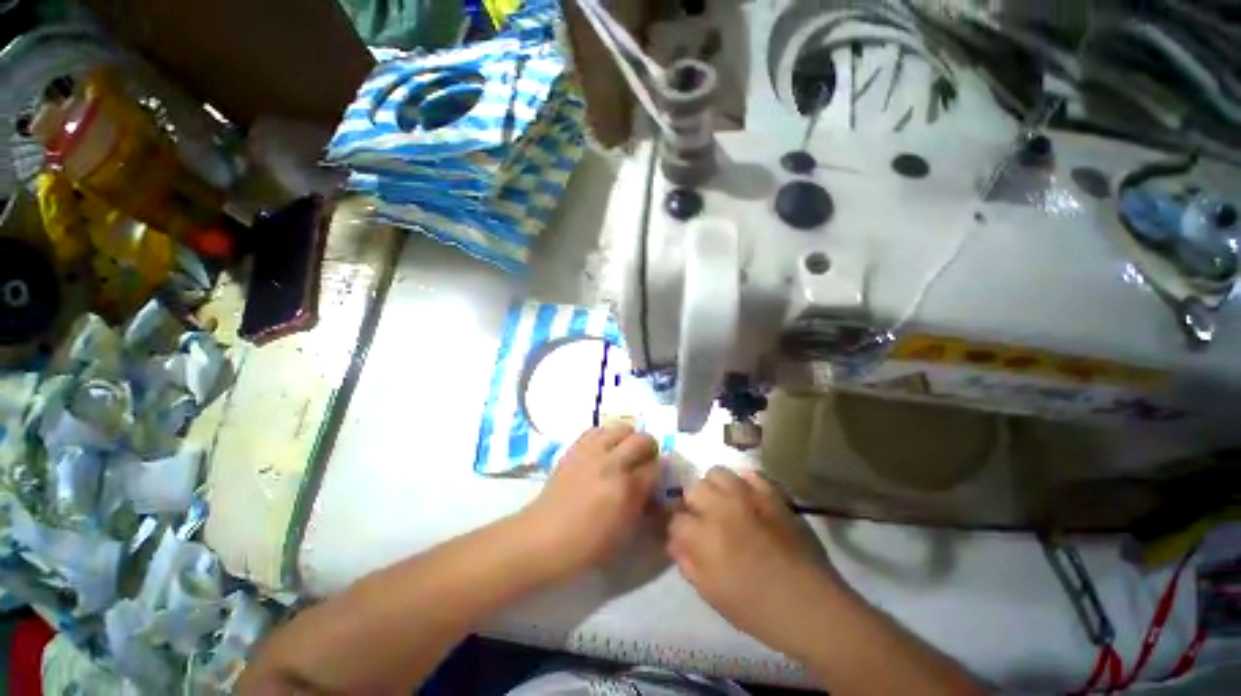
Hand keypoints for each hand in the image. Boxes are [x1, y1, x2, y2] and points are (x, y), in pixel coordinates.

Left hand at [520, 424, 658, 581]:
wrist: (542, 537)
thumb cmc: (585, 545)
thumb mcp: (623, 534)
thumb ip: (641, 505)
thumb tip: (652, 488)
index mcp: (625, 489)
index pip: (656, 468)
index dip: (659, 472)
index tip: (656, 478)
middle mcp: (611, 464)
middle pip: (642, 439)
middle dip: (650, 448)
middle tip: (645, 460)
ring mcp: (592, 452)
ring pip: (622, 428)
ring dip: (629, 438)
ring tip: (624, 451)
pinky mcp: (576, 447)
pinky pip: (598, 429)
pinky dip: (607, 435)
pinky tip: (604, 449)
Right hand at [668, 468, 841, 652]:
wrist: (811, 606)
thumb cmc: (757, 609)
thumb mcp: (711, 594)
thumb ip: (687, 563)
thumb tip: (675, 540)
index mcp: (705, 537)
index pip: (676, 519)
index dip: (678, 529)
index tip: (685, 538)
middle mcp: (722, 508)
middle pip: (693, 488)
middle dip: (694, 505)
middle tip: (706, 521)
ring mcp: (749, 496)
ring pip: (717, 472)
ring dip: (715, 488)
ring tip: (724, 504)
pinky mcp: (772, 493)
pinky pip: (750, 473)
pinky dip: (745, 483)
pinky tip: (748, 499)